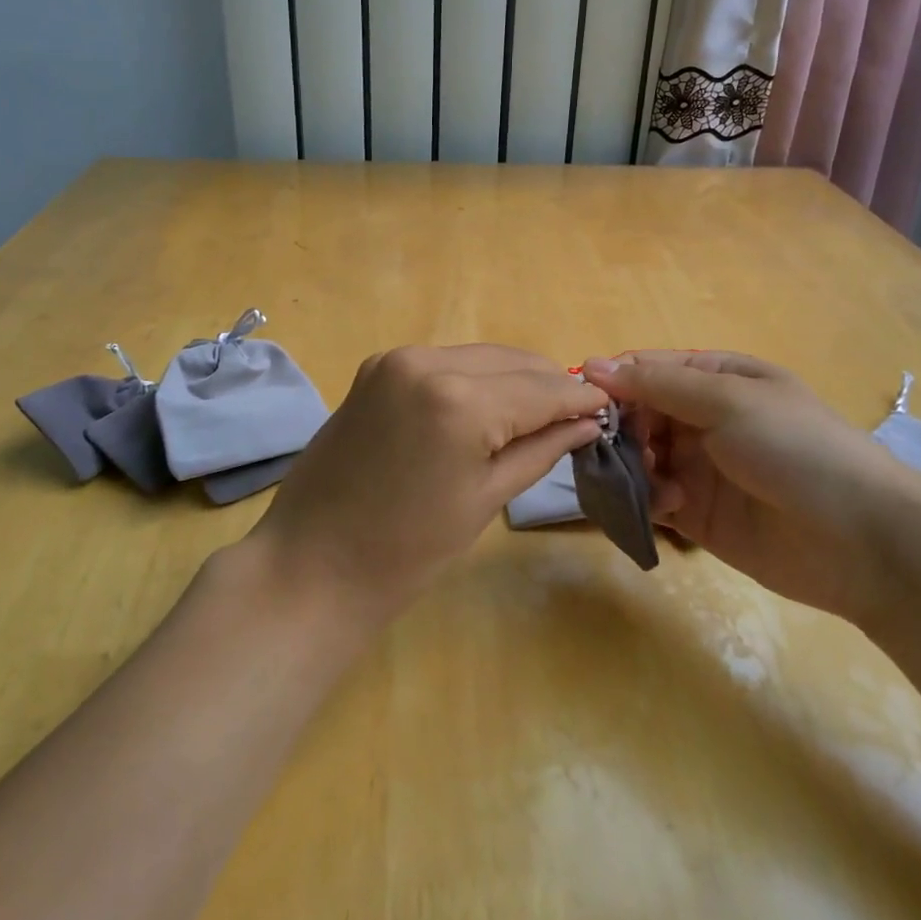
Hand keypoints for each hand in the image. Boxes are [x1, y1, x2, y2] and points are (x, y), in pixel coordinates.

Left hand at [254, 345, 607, 619]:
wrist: (312, 562)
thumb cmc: (407, 550)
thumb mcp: (485, 498)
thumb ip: (541, 448)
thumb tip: (587, 422)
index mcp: (459, 401)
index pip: (541, 388)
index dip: (579, 398)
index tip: (608, 408)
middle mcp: (427, 362)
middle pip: (512, 361)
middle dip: (549, 385)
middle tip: (578, 414)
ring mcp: (397, 359)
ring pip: (480, 356)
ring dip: (513, 378)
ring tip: (538, 411)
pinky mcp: (377, 366)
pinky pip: (445, 362)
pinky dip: (474, 378)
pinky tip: (488, 405)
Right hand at [581, 351, 920, 625]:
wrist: (863, 540)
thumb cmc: (796, 448)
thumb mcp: (727, 400)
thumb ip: (657, 384)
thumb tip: (589, 364)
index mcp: (717, 377)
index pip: (647, 369)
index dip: (614, 381)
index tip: (584, 399)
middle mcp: (703, 418)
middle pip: (636, 414)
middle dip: (619, 428)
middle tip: (607, 446)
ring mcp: (699, 467)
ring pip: (638, 457)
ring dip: (633, 466)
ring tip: (649, 480)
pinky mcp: (697, 515)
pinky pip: (652, 498)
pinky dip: (649, 500)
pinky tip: (670, 507)